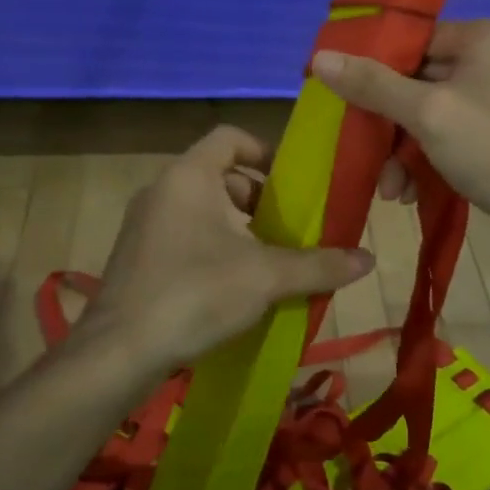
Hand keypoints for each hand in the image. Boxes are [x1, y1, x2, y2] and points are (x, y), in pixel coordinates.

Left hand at [79, 126, 374, 375]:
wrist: (119, 352)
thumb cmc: (195, 293)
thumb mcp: (265, 277)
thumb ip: (318, 265)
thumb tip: (370, 260)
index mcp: (189, 175)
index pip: (230, 137)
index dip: (265, 151)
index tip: (293, 182)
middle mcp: (162, 189)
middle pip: (220, 176)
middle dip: (259, 200)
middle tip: (290, 229)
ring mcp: (144, 223)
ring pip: (202, 209)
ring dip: (238, 227)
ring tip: (270, 260)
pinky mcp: (137, 256)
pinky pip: (184, 234)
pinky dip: (213, 246)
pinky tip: (235, 285)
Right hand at [310, 21, 489, 266]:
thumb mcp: (426, 114)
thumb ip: (372, 84)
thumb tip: (320, 57)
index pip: (418, 41)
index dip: (377, 69)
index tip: (347, 98)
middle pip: (423, 80)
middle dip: (391, 125)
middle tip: (367, 156)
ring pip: (435, 114)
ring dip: (406, 150)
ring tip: (391, 190)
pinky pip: (455, 136)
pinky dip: (430, 159)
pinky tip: (412, 192)